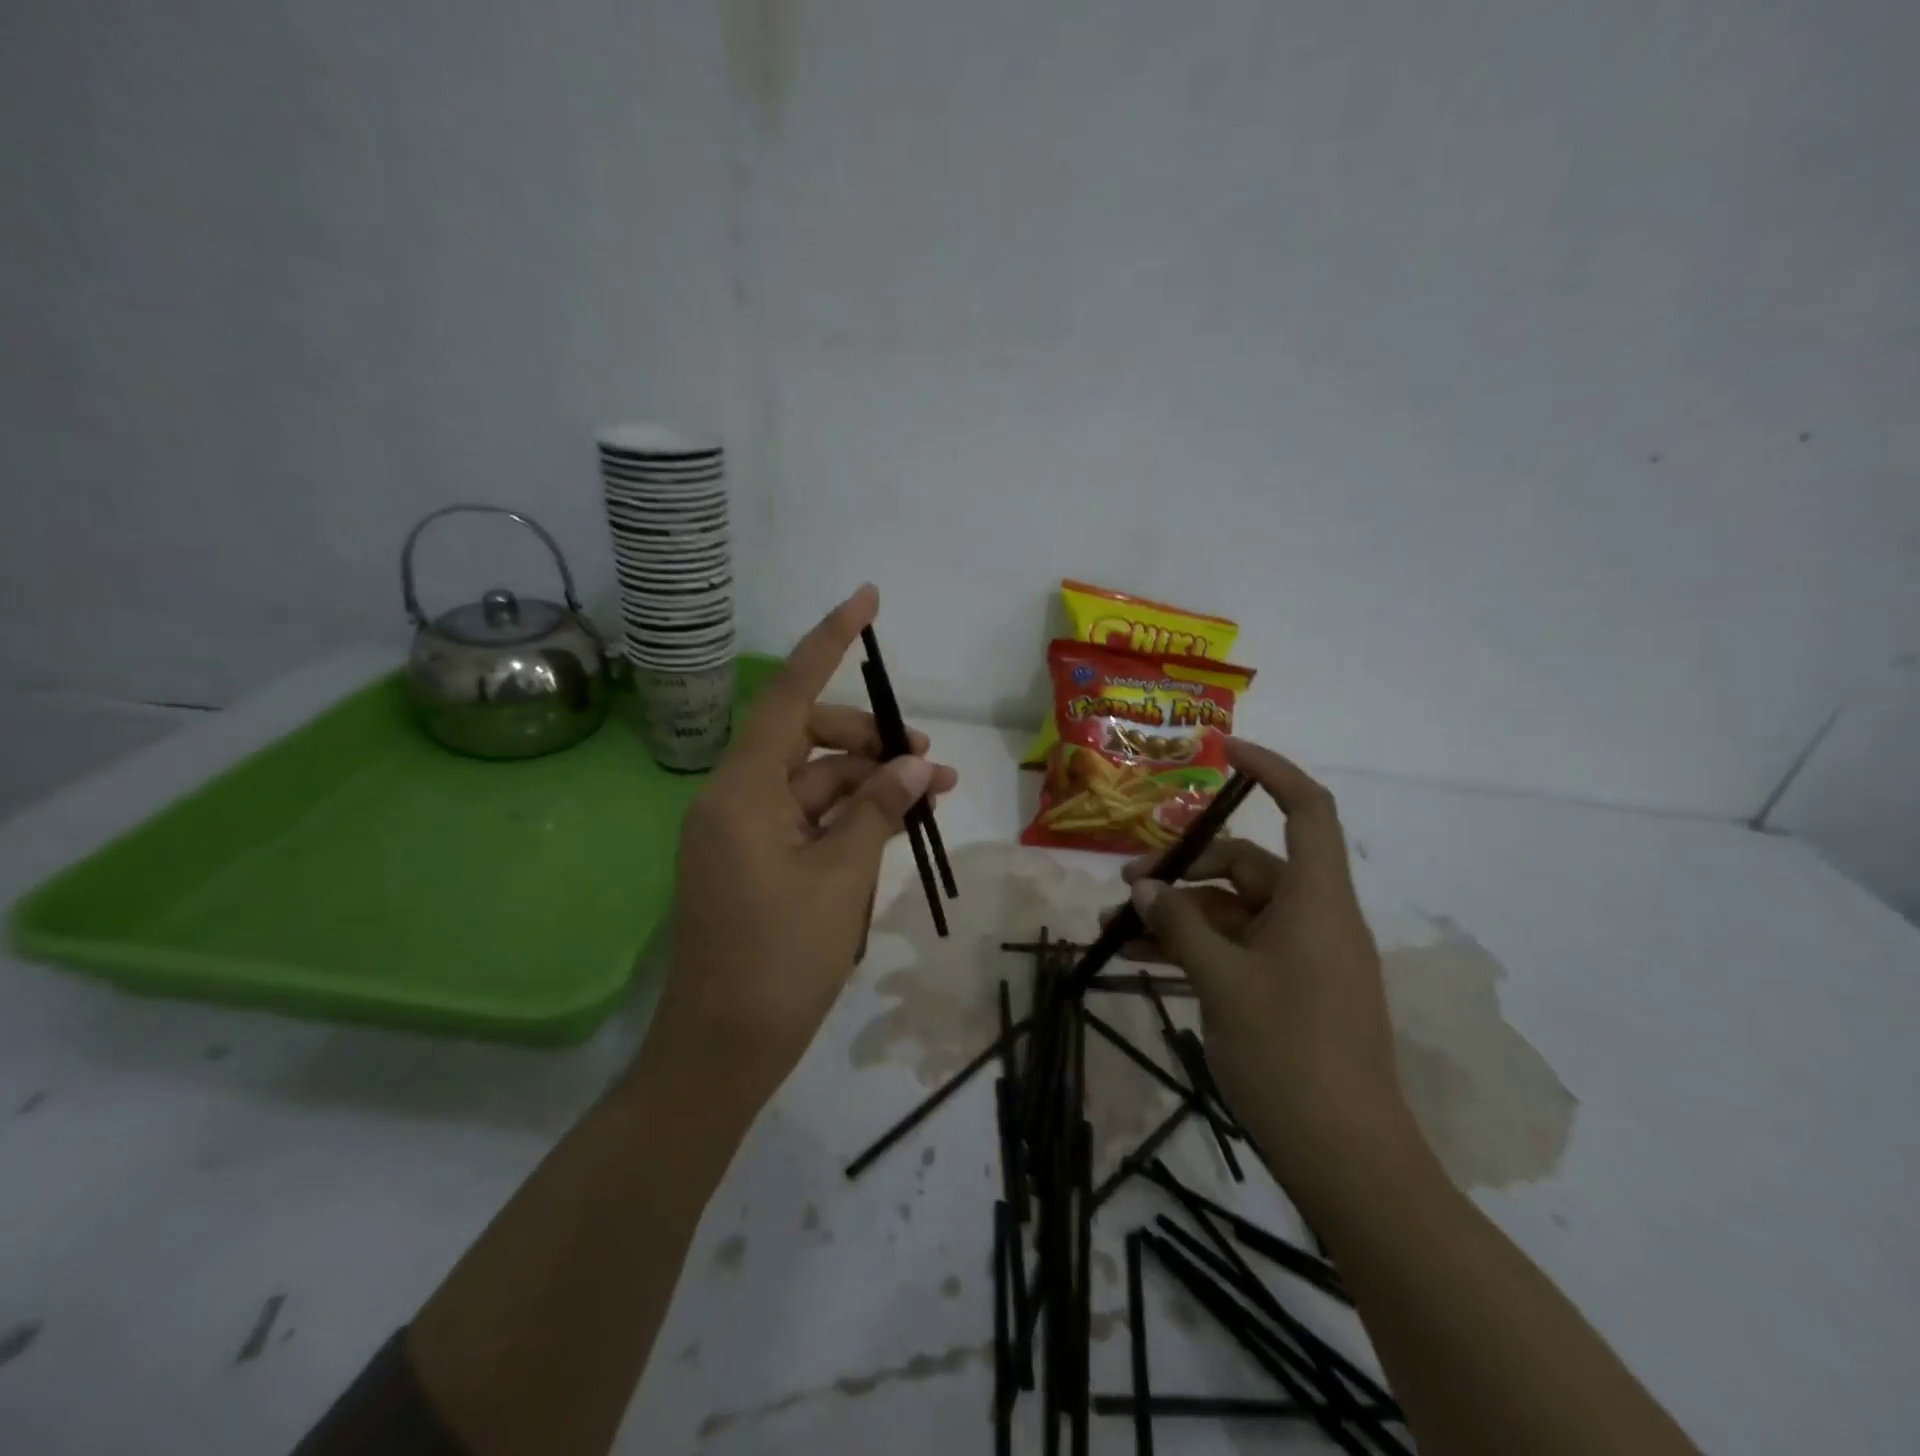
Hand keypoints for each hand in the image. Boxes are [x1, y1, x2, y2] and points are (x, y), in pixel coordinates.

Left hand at [648, 585, 958, 1112]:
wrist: (721, 1051)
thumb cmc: (778, 960)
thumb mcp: (841, 876)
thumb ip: (878, 809)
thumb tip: (918, 768)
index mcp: (742, 790)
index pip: (790, 695)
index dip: (828, 643)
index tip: (865, 600)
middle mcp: (734, 799)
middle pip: (808, 740)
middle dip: (870, 742)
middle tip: (929, 763)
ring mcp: (742, 833)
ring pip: (814, 784)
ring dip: (868, 785)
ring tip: (930, 798)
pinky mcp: (753, 863)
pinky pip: (806, 820)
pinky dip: (849, 818)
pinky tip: (895, 825)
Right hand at [1122, 739, 1414, 1184]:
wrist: (1347, 1160)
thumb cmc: (1289, 1056)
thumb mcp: (1221, 982)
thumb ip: (1180, 926)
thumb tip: (1145, 887)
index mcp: (1316, 901)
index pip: (1307, 810)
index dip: (1271, 770)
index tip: (1223, 752)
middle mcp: (1314, 918)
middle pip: (1249, 865)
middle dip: (1186, 867)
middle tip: (1128, 887)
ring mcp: (1304, 957)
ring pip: (1235, 911)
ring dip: (1182, 914)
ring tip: (1122, 930)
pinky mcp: (1292, 991)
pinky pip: (1238, 949)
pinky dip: (1197, 947)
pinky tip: (1147, 961)